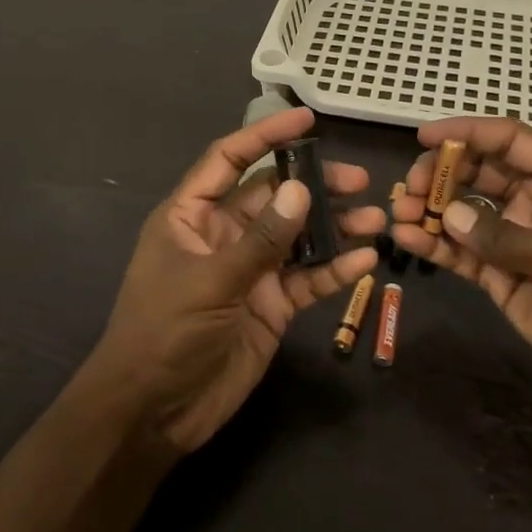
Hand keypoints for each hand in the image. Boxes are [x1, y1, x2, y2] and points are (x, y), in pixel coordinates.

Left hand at [86, 107, 383, 452]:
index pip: (230, 160)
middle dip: (315, 186)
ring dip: (335, 227)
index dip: (265, 136)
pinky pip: (306, 279)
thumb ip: (260, 238)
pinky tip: (364, 262)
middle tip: (360, 181)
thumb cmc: (165, 333)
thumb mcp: (211, 281)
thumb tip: (302, 190)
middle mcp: (223, 235)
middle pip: (275, 197)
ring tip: (376, 218)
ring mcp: (250, 271)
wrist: (155, 412)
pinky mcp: (270, 305)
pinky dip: (334, 270)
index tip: (307, 119)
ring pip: (298, 237)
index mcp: (192, 215)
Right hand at [389, 118, 531, 414]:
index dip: (468, 132)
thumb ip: (505, 236)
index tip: (424, 135)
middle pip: (480, 173)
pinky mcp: (503, 278)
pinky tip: (408, 239)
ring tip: (398, 211)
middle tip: (408, 185)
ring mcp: (517, 241)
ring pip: (465, 213)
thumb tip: (447, 215)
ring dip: (431, 208)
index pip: (510, 141)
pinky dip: (436, 245)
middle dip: (442, 173)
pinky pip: (463, 254)